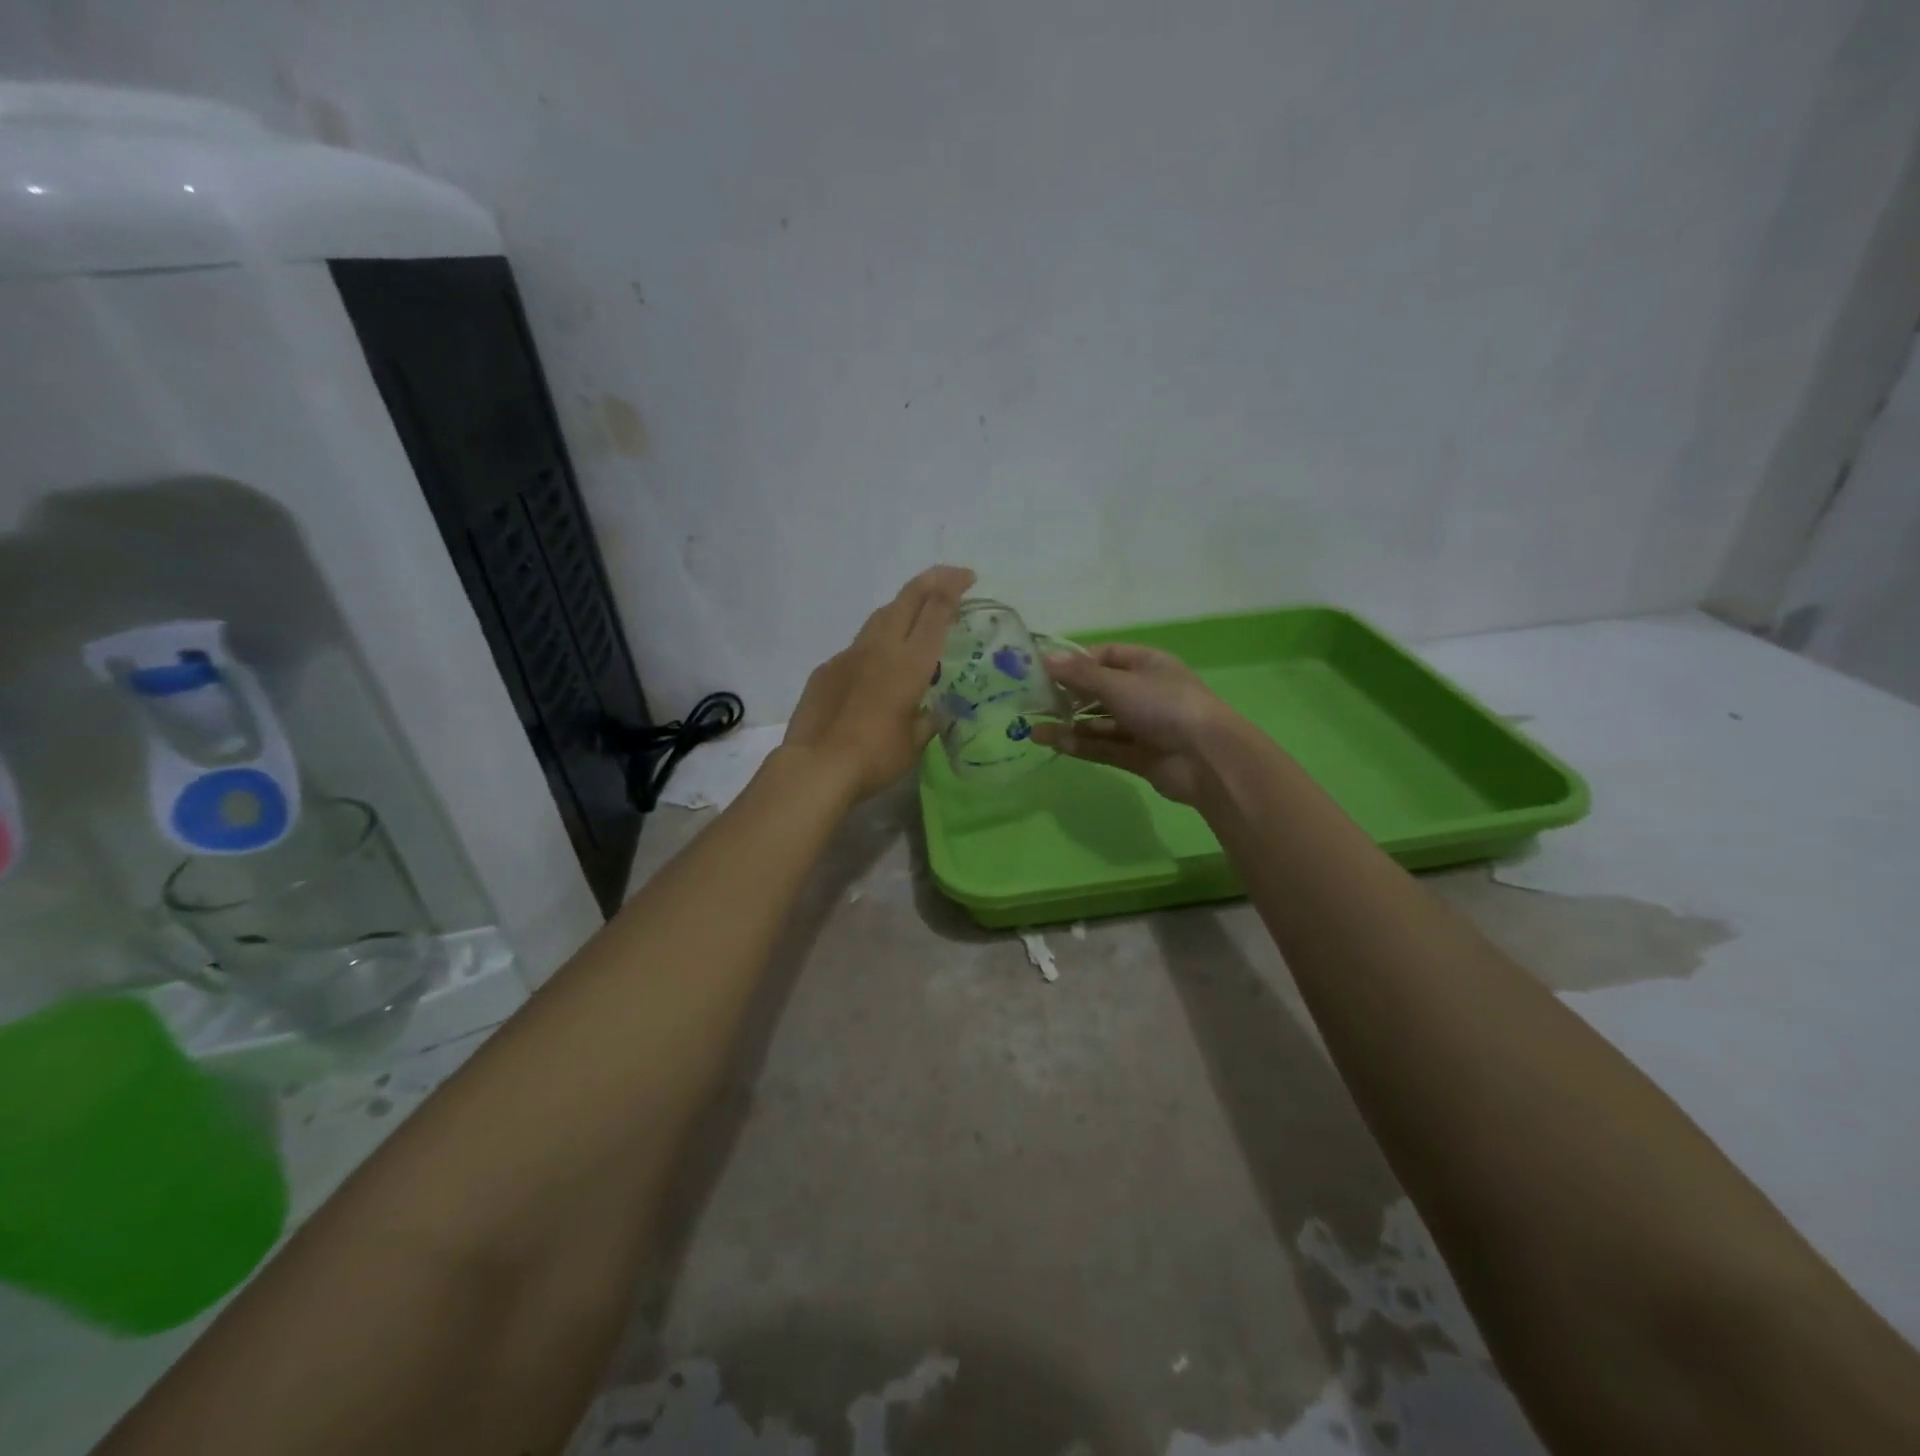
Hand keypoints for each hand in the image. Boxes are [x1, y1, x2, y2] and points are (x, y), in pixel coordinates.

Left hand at [782, 565, 975, 800]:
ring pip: (879, 617)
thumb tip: (933, 713)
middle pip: (907, 599)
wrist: (817, 767)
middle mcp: (880, 649)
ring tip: (914, 615)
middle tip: (949, 577)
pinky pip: (856, 648)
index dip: (954, 588)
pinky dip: (874, 646)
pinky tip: (875, 668)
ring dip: (902, 607)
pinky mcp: (826, 670)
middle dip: (931, 581)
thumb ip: (927, 721)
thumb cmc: (875, 757)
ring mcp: (849, 655)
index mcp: (910, 663)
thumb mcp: (914, 743)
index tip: (967, 578)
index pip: (936, 612)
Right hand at [1039, 643, 1238, 804]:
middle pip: (1100, 691)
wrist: (1207, 759)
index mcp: (1147, 664)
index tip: (1044, 670)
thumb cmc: (1164, 707)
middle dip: (1068, 696)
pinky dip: (1080, 745)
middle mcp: (1145, 692)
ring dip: (1069, 724)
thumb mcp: (1118, 684)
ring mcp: (1143, 726)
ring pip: (1099, 722)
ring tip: (1033, 727)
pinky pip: (1104, 747)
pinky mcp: (1139, 756)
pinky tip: (1053, 743)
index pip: (1105, 656)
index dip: (1076, 662)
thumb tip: (1045, 658)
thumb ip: (1080, 675)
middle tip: (1032, 702)